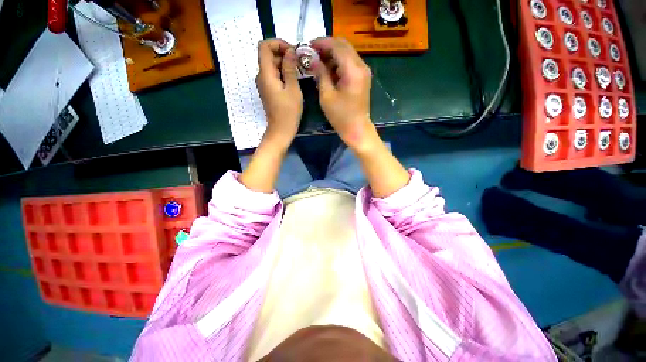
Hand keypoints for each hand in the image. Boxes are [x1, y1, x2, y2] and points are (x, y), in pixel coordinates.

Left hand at [256, 38, 302, 148]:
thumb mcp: (293, 89)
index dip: (278, 43)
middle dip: (284, 53)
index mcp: (265, 74)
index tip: (292, 51)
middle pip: (268, 55)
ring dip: (285, 64)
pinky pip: (274, 75)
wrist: (281, 130)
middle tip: (300, 62)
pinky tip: (294, 79)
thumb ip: (290, 68)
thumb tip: (290, 51)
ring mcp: (264, 84)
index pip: (264, 46)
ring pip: (272, 65)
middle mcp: (261, 76)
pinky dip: (283, 73)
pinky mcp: (268, 90)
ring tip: (300, 70)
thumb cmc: (288, 112)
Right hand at [311, 37, 376, 150]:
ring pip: (347, 53)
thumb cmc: (341, 116)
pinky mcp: (362, 78)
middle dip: (327, 47)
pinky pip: (350, 63)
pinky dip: (338, 63)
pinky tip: (328, 71)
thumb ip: (321, 74)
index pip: (337, 46)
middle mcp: (361, 66)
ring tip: (318, 63)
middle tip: (312, 54)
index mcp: (353, 70)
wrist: (357, 129)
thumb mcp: (327, 96)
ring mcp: (363, 72)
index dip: (322, 43)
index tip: (308, 46)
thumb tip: (314, 60)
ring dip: (332, 55)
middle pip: (344, 46)